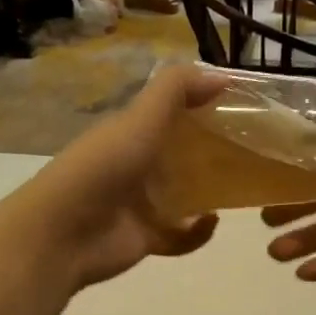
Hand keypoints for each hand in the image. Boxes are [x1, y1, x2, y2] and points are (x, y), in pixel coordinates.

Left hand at [3, 63, 230, 290]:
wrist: (63, 233)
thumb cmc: (103, 168)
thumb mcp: (140, 119)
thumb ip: (177, 90)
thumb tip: (223, 75)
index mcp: (132, 133)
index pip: (173, 116)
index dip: (204, 110)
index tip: (243, 111)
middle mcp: (137, 166)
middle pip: (183, 157)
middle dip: (214, 155)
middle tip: (252, 152)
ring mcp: (141, 205)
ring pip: (185, 196)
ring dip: (209, 194)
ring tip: (239, 187)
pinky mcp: (147, 238)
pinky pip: (181, 236)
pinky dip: (197, 232)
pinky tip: (209, 222)